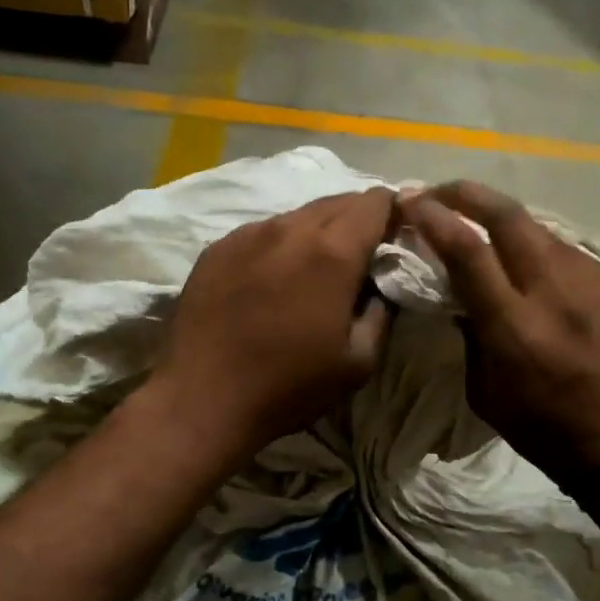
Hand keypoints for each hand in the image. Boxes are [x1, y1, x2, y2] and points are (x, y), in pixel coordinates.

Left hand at [150, 188, 396, 458]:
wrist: (203, 399)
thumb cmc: (289, 386)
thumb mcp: (358, 361)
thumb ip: (380, 312)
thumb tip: (381, 285)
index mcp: (333, 253)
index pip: (375, 203)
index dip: (393, 211)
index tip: (396, 234)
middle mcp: (290, 229)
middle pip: (336, 201)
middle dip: (357, 218)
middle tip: (360, 252)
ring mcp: (248, 234)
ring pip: (296, 215)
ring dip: (316, 230)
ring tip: (313, 266)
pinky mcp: (217, 248)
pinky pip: (260, 231)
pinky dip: (278, 244)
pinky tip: (271, 277)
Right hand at [400, 181, 599, 486]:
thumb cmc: (540, 428)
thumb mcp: (484, 391)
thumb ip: (471, 333)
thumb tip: (460, 291)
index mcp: (515, 328)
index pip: (468, 251)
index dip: (434, 218)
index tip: (411, 201)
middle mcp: (554, 293)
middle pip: (508, 217)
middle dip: (467, 194)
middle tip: (439, 191)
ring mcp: (591, 282)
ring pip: (538, 227)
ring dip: (501, 218)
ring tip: (479, 223)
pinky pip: (565, 249)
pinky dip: (535, 245)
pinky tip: (525, 259)